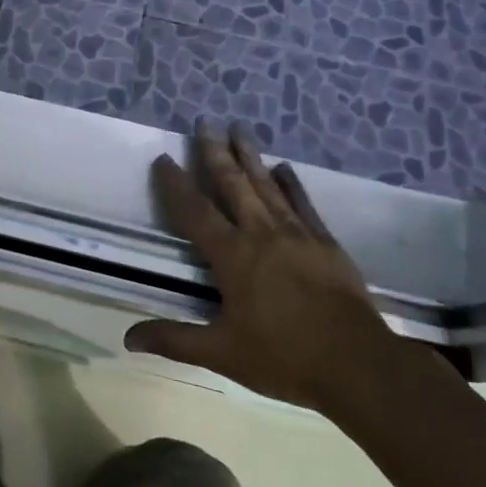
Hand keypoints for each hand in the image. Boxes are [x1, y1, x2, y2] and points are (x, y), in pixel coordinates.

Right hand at [125, 122, 405, 424]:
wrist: (358, 364)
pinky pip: (303, 203)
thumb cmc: (283, 358)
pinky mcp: (326, 242)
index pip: (195, 212)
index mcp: (232, 256)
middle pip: (233, 184)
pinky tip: (284, 167)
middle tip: (205, 122)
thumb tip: (128, 338)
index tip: (163, 158)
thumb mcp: (222, 353)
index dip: (176, 185)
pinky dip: (292, 183)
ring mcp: (297, 234)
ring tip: (239, 128)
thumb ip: (174, 340)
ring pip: (267, 185)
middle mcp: (261, 233)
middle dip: (215, 152)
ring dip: (250, 156)